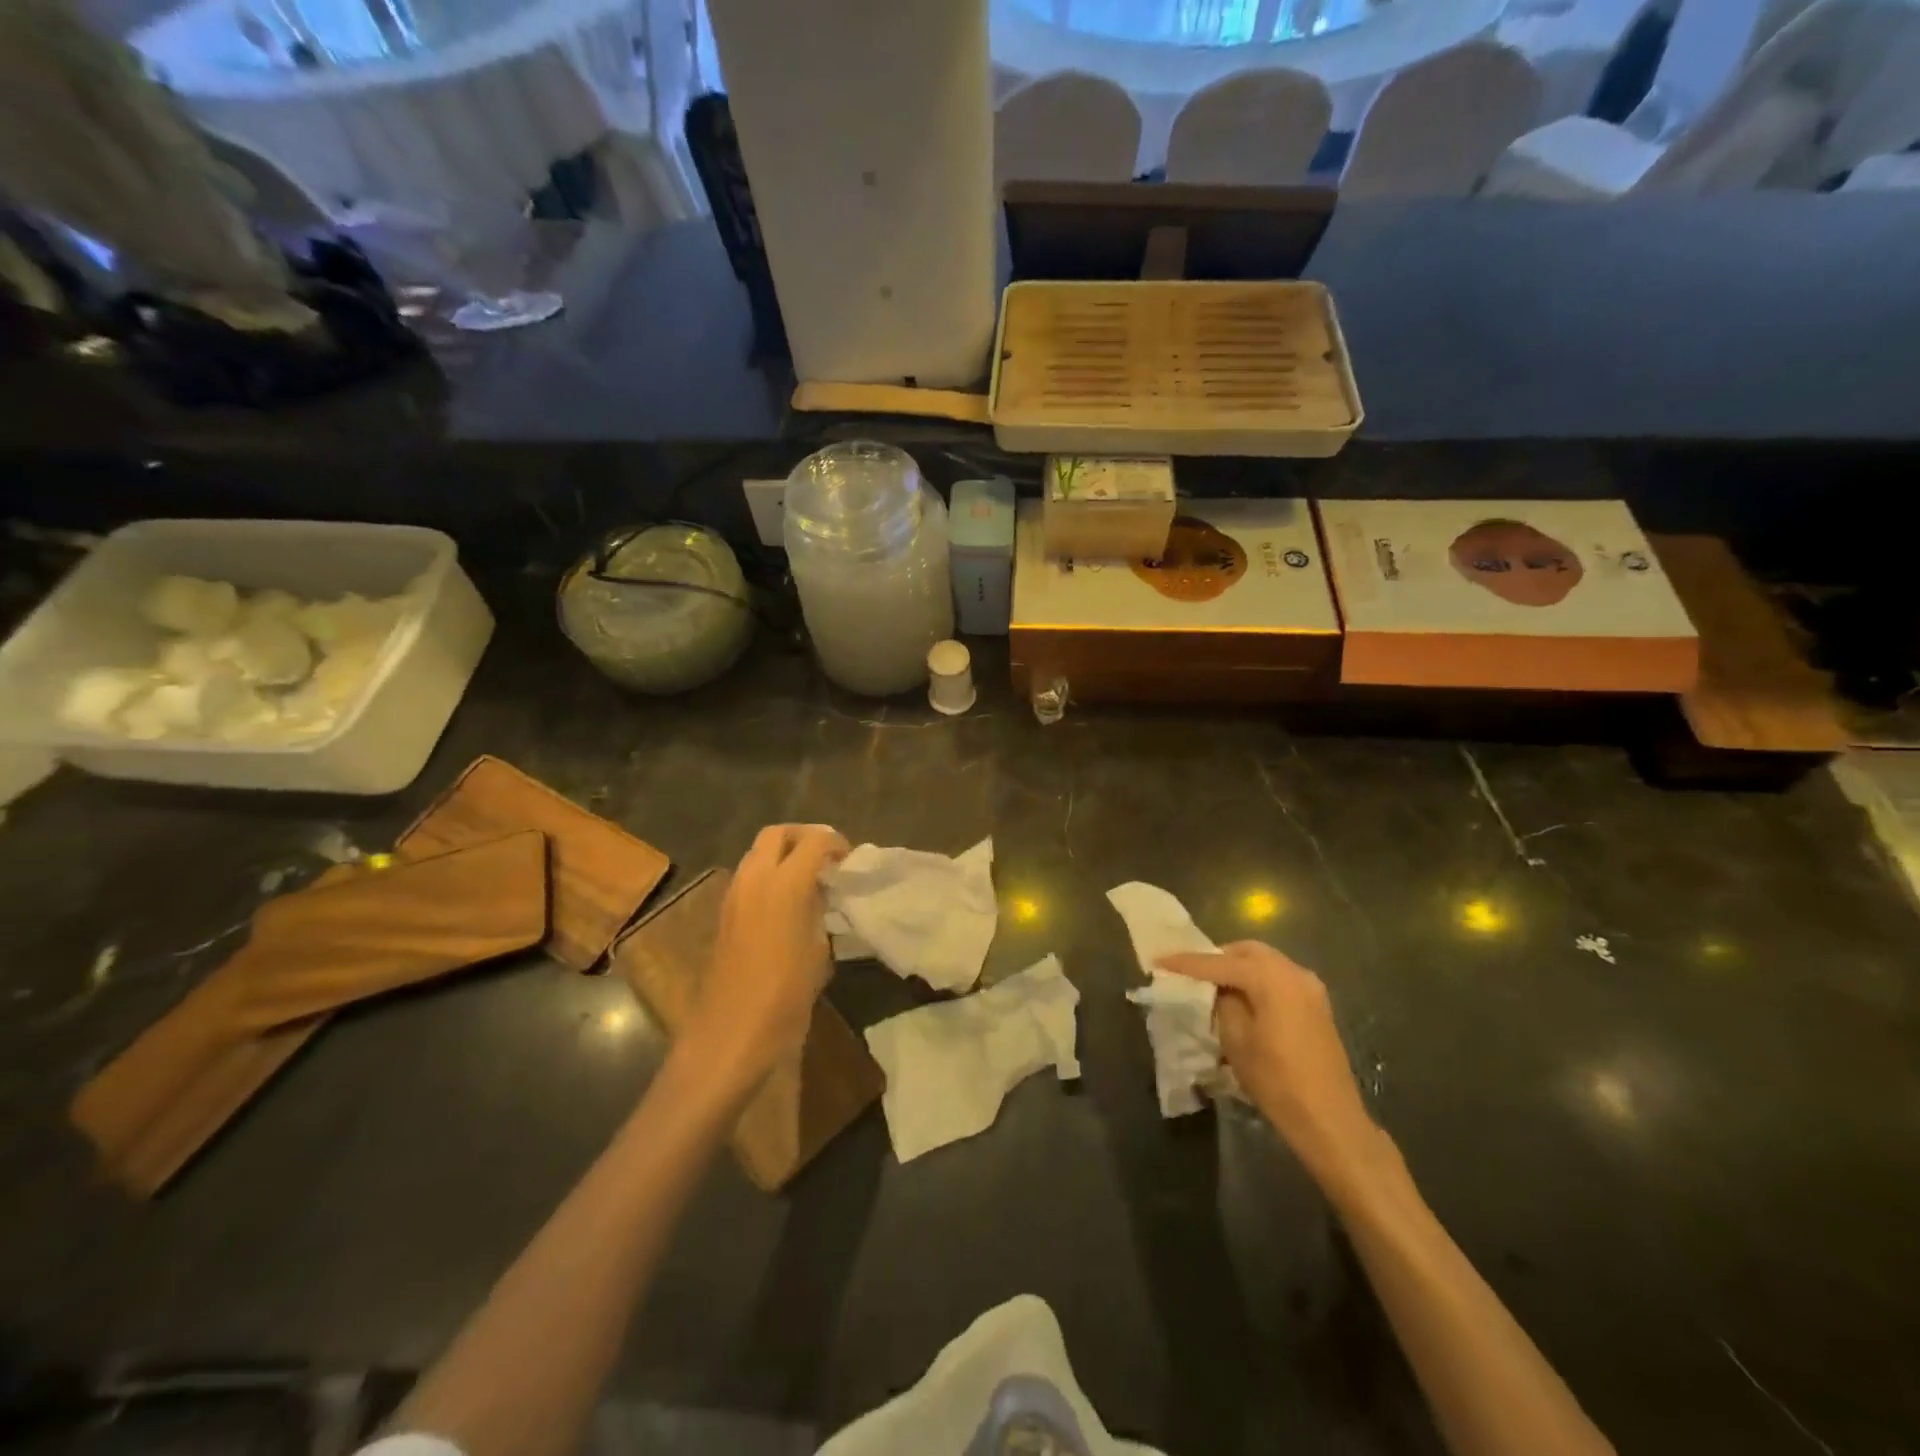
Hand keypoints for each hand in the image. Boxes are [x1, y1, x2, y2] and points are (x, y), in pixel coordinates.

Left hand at [682, 824, 849, 1099]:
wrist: (731, 1032)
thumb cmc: (785, 995)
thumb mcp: (817, 950)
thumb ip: (819, 910)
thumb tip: (819, 893)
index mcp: (785, 884)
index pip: (814, 841)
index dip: (835, 843)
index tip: (848, 860)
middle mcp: (755, 879)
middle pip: (777, 834)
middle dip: (803, 837)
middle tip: (825, 857)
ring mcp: (734, 894)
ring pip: (758, 853)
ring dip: (783, 855)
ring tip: (808, 879)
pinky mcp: (724, 913)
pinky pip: (748, 876)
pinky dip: (769, 875)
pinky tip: (787, 902)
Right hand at [1157, 941, 1387, 1199]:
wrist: (1330, 1119)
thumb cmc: (1277, 1081)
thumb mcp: (1236, 1040)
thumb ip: (1222, 1003)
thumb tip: (1217, 989)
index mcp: (1271, 978)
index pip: (1219, 963)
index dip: (1187, 962)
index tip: (1159, 960)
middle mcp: (1293, 972)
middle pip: (1247, 952)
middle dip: (1217, 958)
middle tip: (1192, 972)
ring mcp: (1310, 987)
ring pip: (1266, 962)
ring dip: (1239, 967)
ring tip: (1215, 985)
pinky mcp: (1317, 1004)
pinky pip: (1279, 977)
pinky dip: (1258, 979)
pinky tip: (1244, 998)